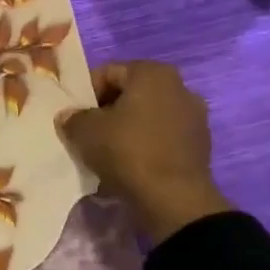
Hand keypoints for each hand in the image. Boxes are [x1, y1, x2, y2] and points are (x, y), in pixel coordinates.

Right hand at [61, 61, 231, 244]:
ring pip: (147, 115)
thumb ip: (73, 117)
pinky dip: (145, 143)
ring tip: (108, 150)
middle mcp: (180, 86)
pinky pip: (162, 136)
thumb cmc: (126, 151)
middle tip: (88, 132)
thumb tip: (70, 116)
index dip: (86, 93)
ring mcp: (194, 116)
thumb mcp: (84, 131)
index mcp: (152, 73)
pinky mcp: (199, 143)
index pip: (108, 72)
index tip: (75, 116)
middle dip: (108, 109)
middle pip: (131, 93)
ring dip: (127, 127)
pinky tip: (130, 163)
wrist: (172, 197)